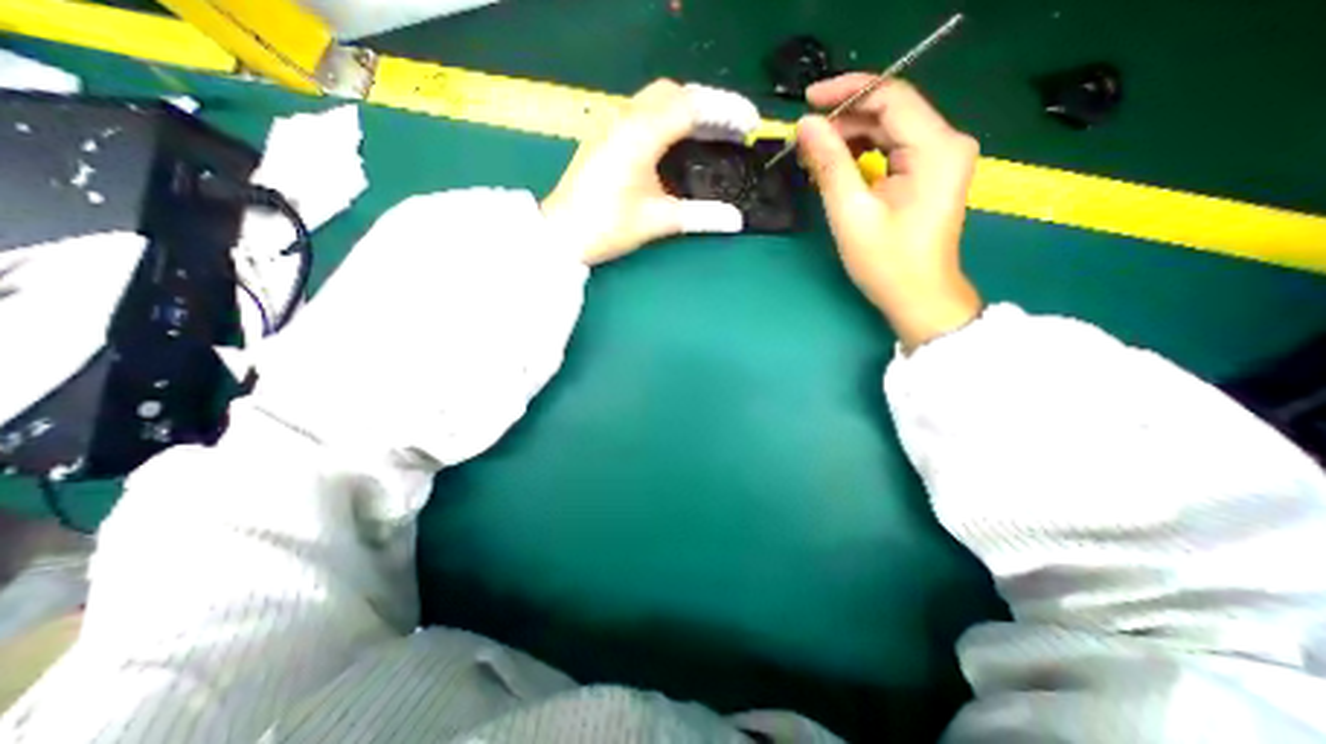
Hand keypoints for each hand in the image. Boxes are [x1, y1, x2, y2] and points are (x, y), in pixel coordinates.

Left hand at [540, 80, 754, 265]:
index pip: (691, 105)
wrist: (562, 234)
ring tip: (711, 134)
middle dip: (708, 105)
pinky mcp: (605, 136)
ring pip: (656, 99)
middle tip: (732, 129)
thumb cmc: (607, 226)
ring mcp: (611, 125)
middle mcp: (624, 118)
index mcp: (640, 134)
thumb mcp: (658, 221)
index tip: (749, 124)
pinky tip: (678, 142)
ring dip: (687, 110)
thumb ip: (701, 216)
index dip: (725, 110)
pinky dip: (668, 119)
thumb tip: (736, 219)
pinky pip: (642, 113)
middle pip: (674, 92)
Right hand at [792, 74, 975, 348]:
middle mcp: (946, 143)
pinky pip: (894, 149)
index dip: (847, 92)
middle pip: (891, 111)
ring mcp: (941, 159)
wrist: (919, 297)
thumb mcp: (851, 213)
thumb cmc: (886, 262)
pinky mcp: (930, 174)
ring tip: (816, 156)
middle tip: (806, 139)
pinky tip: (839, 167)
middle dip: (845, 120)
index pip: (891, 95)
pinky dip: (864, 154)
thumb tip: (806, 126)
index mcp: (934, 148)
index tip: (808, 101)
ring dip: (851, 139)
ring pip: (891, 129)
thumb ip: (830, 164)